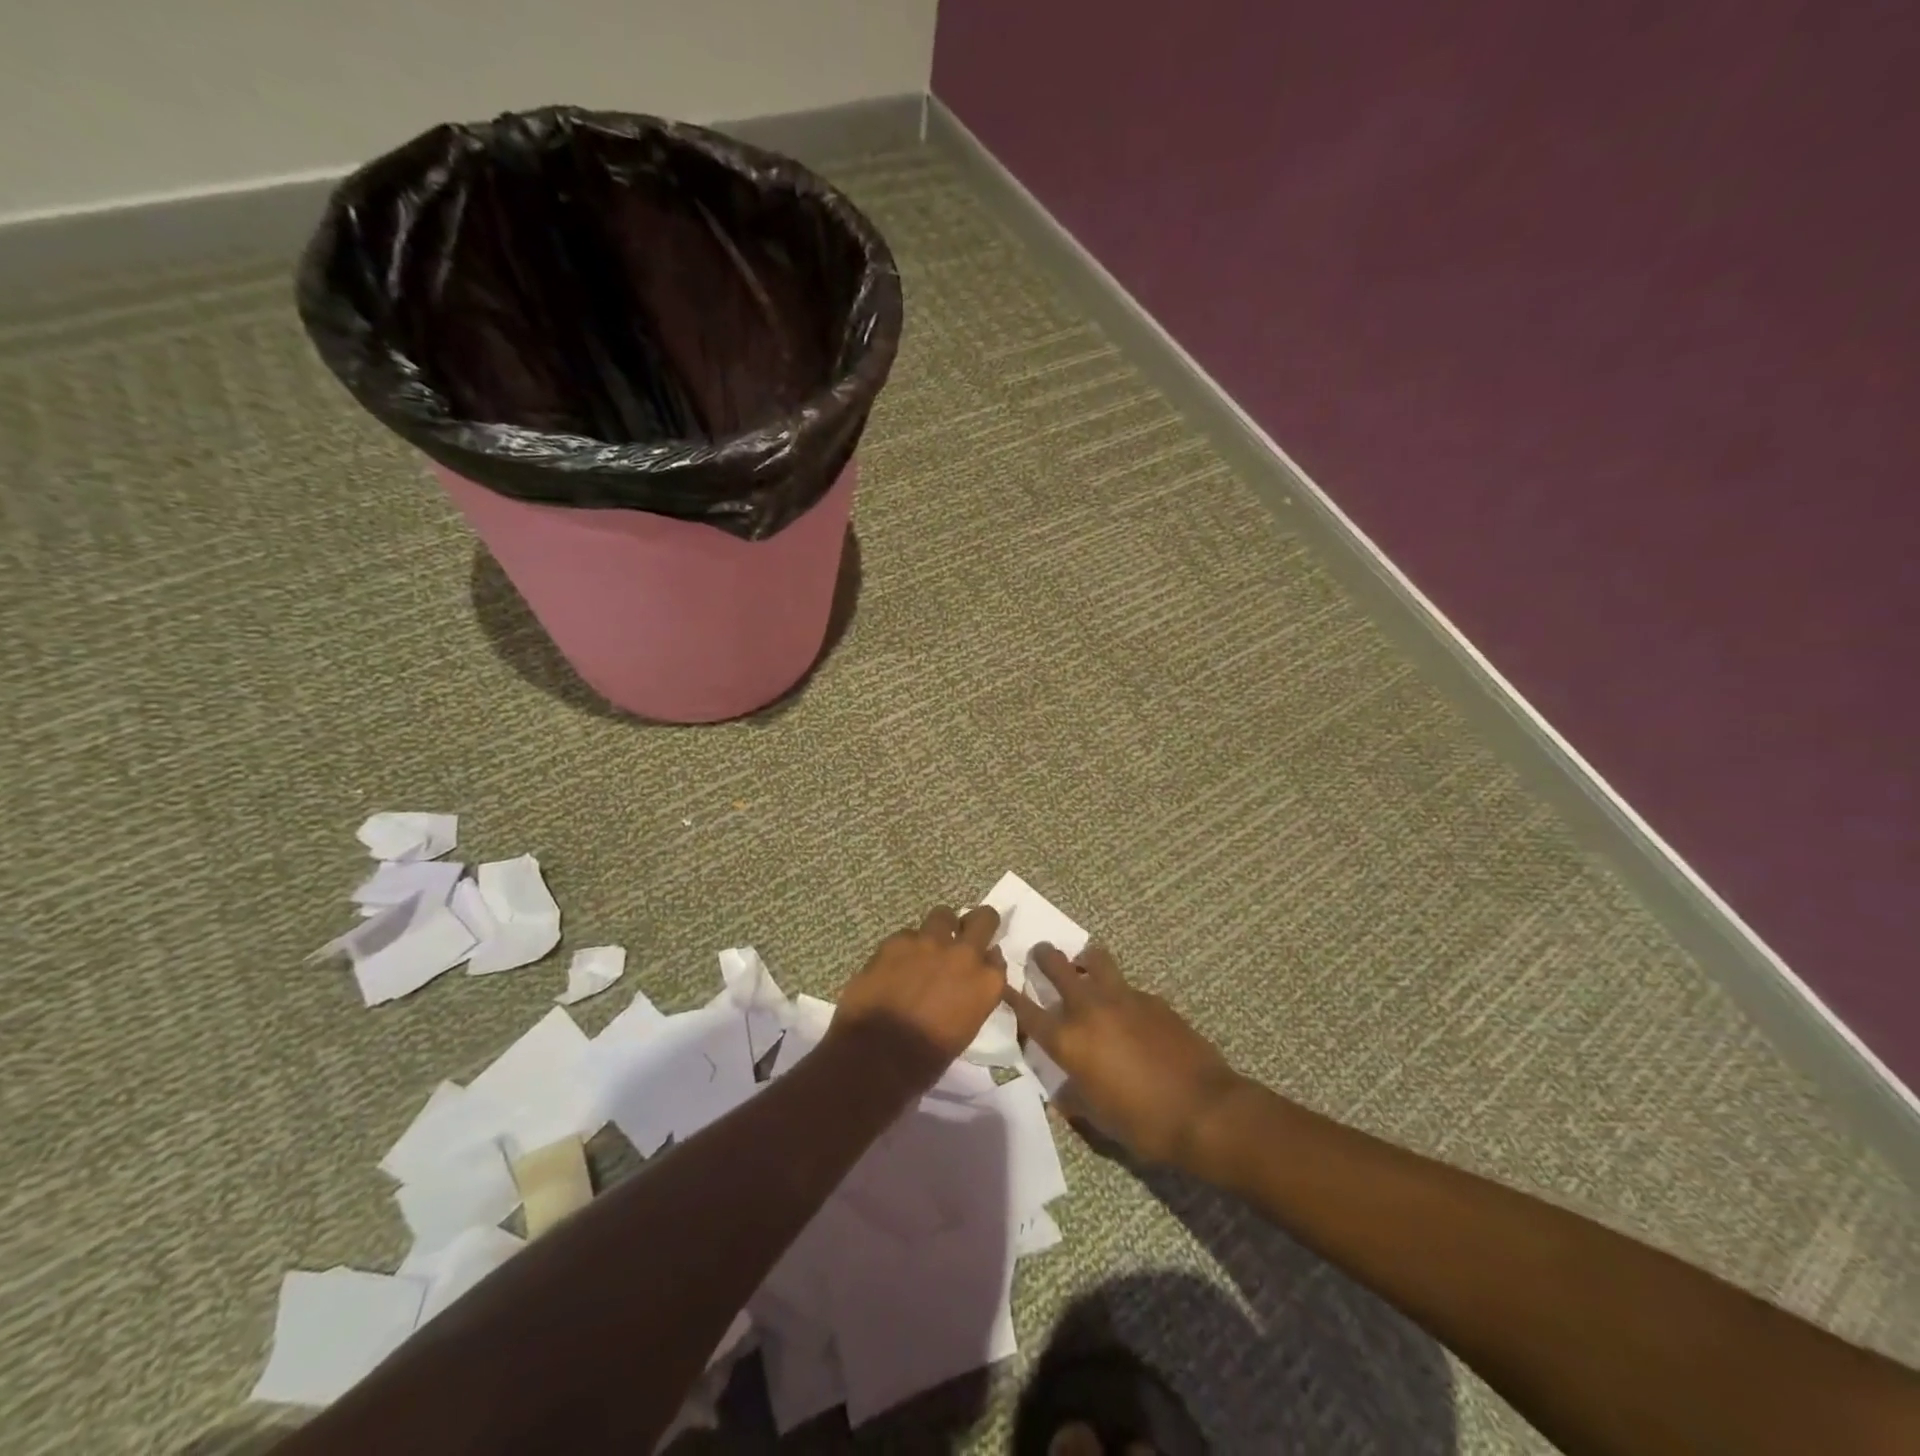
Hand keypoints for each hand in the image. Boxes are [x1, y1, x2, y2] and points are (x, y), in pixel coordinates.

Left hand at [827, 905, 1007, 1096]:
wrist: (877, 1057)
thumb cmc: (926, 1059)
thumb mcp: (964, 1029)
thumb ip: (972, 996)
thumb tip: (967, 982)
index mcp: (987, 983)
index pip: (997, 957)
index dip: (987, 958)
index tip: (979, 964)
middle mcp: (965, 955)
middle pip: (984, 918)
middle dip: (978, 923)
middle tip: (965, 934)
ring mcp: (930, 943)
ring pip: (943, 915)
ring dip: (939, 928)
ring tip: (926, 946)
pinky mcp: (897, 941)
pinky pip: (907, 934)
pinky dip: (905, 946)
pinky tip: (894, 964)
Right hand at [1003, 944, 1242, 1167]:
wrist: (1203, 1109)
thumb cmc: (1143, 1123)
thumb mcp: (1099, 1119)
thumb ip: (1074, 1099)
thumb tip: (1063, 1095)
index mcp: (1068, 1041)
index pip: (1027, 1011)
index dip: (1010, 995)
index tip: (1000, 981)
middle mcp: (1088, 1009)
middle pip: (1056, 966)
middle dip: (1043, 957)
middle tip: (1040, 954)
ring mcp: (1122, 998)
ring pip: (1095, 959)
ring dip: (1084, 959)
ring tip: (1085, 964)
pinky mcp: (1152, 998)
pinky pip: (1127, 985)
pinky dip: (1119, 991)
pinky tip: (1128, 1009)